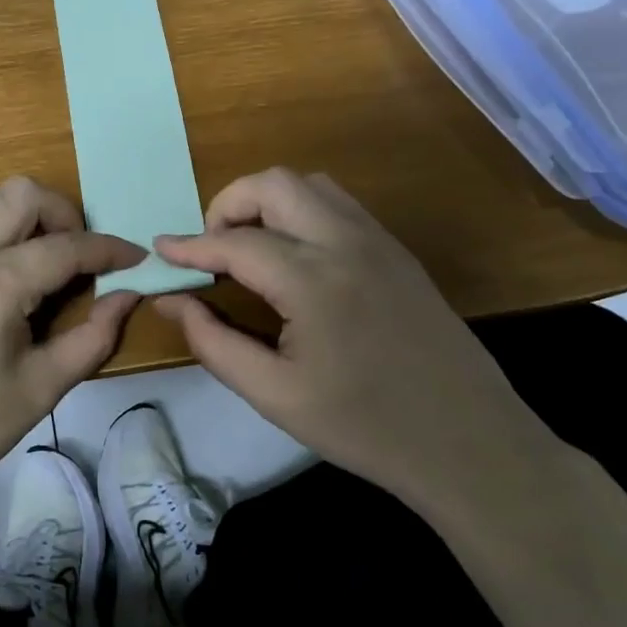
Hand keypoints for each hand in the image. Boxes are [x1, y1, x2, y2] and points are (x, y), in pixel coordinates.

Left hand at [0, 177, 143, 517]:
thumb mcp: (38, 390)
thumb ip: (92, 338)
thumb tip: (126, 298)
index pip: (66, 246)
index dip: (109, 250)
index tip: (135, 258)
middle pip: (21, 194)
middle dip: (63, 214)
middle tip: (78, 261)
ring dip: (25, 230)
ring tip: (39, 284)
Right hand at [154, 168, 560, 515]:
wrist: (467, 442)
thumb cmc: (362, 426)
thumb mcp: (273, 395)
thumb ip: (213, 342)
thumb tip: (170, 301)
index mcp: (312, 280)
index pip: (235, 243)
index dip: (190, 246)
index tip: (159, 250)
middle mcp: (346, 243)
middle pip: (274, 185)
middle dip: (229, 205)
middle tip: (212, 251)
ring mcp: (379, 241)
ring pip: (310, 185)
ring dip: (268, 202)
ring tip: (250, 248)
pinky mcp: (398, 252)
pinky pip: (339, 205)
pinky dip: (302, 212)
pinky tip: (294, 257)